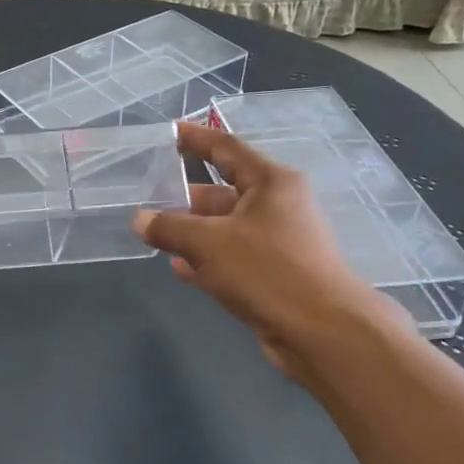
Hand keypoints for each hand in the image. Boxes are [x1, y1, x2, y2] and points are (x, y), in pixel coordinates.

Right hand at [134, 124, 404, 375]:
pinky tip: (179, 267)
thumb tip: (140, 220)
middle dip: (186, 196)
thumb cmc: (268, 270)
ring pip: (225, 227)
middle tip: (148, 195)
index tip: (171, 131)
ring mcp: (277, 242)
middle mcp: (277, 206)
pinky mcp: (274, 274)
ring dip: (192, 231)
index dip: (197, 138)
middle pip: (222, 191)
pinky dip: (206, 259)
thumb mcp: (208, 243)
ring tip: (153, 232)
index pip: (227, 148)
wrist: (322, 332)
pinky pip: (231, 257)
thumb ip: (169, 228)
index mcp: (271, 183)